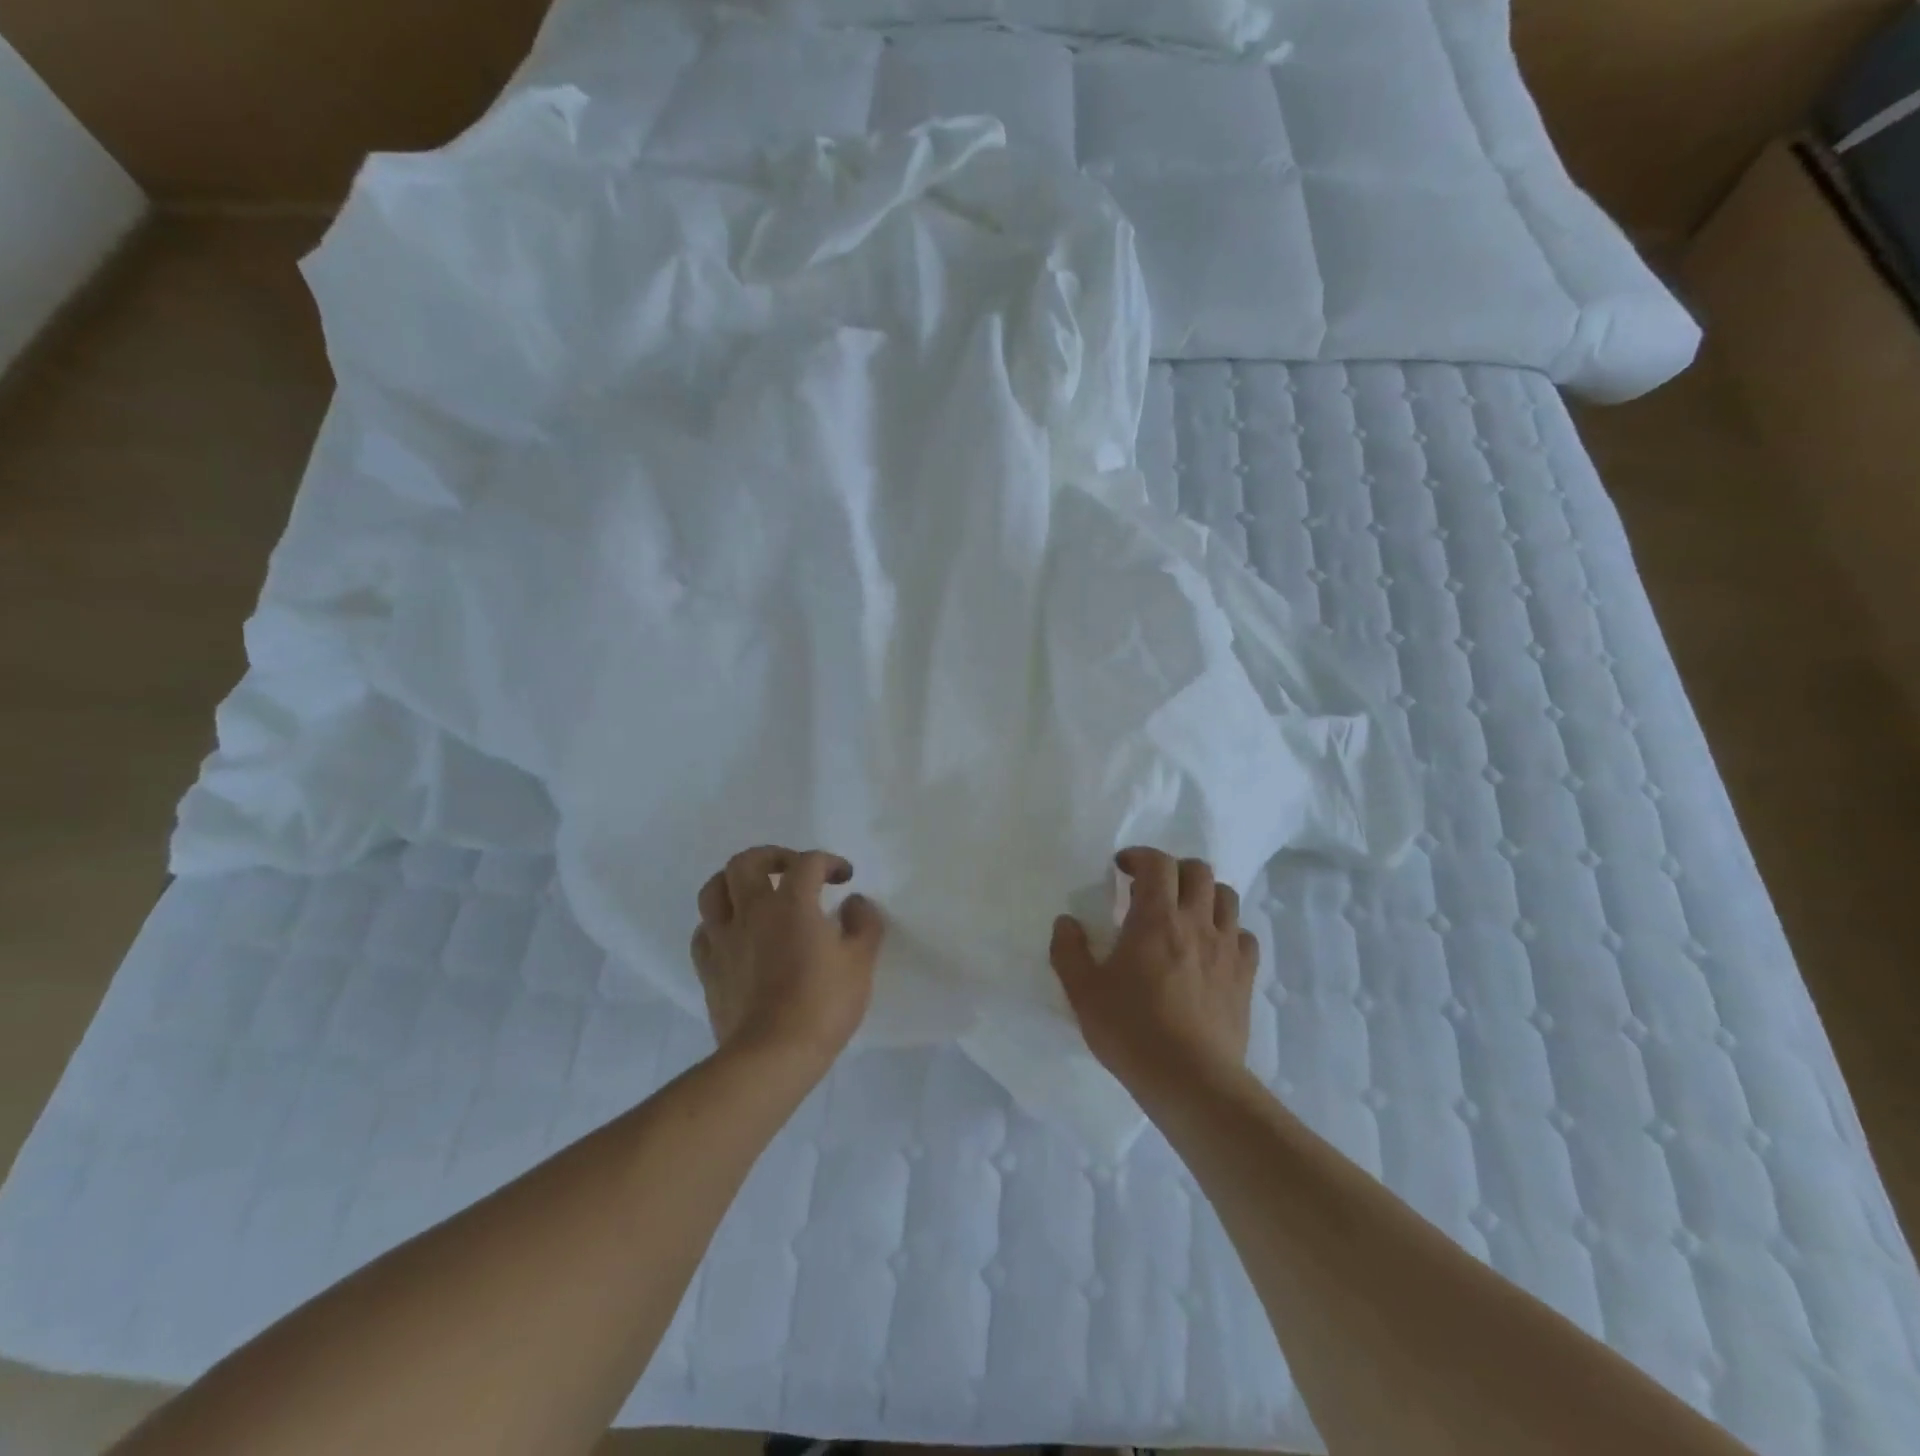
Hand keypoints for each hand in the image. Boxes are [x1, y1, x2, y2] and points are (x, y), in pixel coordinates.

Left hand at [691, 846, 884, 1071]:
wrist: (772, 1056)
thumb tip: (855, 903)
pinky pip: (704, 931)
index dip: (829, 862)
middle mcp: (752, 911)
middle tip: (793, 870)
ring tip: (755, 893)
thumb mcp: (861, 962)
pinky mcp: (708, 968)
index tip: (844, 878)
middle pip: (747, 861)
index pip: (808, 862)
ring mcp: (724, 939)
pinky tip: (735, 934)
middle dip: (773, 857)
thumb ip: (864, 924)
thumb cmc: (822, 1005)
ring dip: (735, 882)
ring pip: (713, 890)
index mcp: (792, 903)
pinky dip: (718, 923)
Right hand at [1050, 848, 1259, 1097]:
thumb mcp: (1083, 992)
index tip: (1121, 868)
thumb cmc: (1132, 1030)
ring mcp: (1226, 948)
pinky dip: (1228, 930)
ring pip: (1226, 897)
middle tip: (1152, 888)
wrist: (1191, 1079)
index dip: (1139, 856)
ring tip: (1184, 912)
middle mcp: (1196, 922)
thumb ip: (1068, 951)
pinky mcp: (1245, 976)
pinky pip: (1244, 936)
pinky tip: (1212, 947)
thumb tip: (1066, 922)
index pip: (1157, 863)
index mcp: (1156, 918)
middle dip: (1173, 869)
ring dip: (1204, 894)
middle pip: (1197, 870)